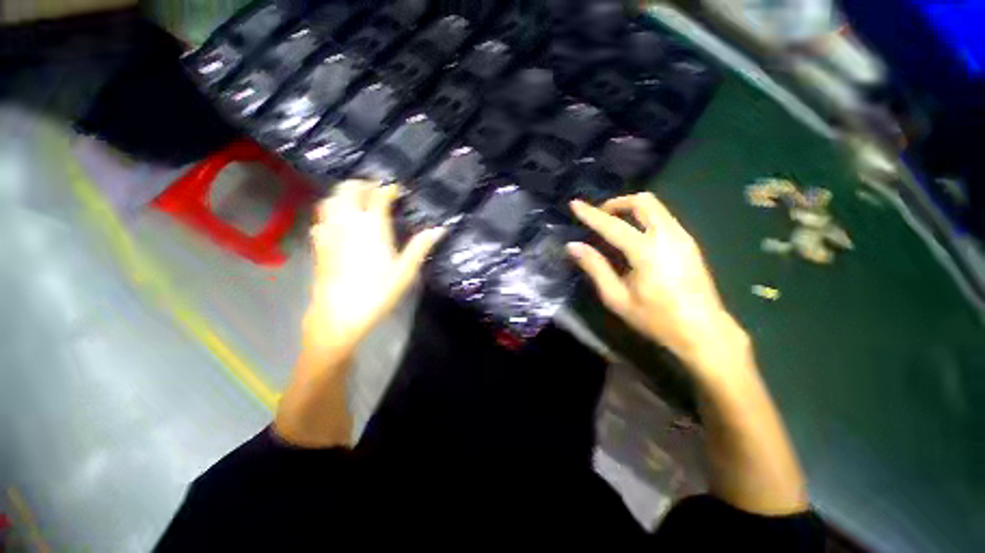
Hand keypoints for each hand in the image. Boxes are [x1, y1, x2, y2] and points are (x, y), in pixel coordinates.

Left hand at [303, 180, 444, 358]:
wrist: (339, 314)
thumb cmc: (378, 292)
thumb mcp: (406, 270)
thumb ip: (421, 246)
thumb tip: (440, 230)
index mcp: (372, 226)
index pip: (379, 196)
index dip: (389, 189)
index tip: (398, 190)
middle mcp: (347, 221)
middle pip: (348, 189)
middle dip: (362, 184)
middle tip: (376, 190)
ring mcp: (329, 231)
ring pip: (330, 199)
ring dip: (344, 194)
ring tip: (357, 201)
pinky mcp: (318, 243)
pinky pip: (321, 218)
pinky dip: (331, 211)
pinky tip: (338, 222)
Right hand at [567, 194, 747, 377]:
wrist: (704, 330)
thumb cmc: (656, 318)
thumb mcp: (617, 297)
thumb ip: (595, 267)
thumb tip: (573, 246)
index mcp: (647, 251)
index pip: (612, 225)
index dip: (590, 213)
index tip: (575, 204)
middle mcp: (668, 235)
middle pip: (643, 201)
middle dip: (617, 203)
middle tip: (600, 217)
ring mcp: (682, 237)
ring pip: (656, 207)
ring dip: (631, 209)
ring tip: (614, 225)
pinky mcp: (689, 243)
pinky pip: (663, 217)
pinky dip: (643, 218)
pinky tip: (634, 237)